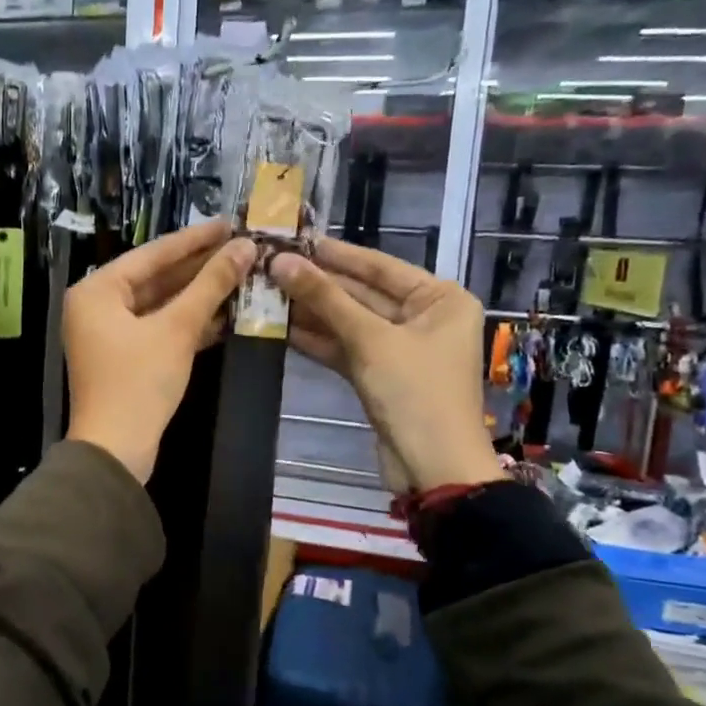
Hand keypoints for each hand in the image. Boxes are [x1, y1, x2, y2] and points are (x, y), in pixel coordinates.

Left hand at [64, 220, 254, 482]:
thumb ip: (210, 285)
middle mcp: (97, 305)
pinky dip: (188, 323)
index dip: (194, 239)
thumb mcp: (177, 329)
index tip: (230, 223)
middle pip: (156, 278)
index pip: (152, 254)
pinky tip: (225, 314)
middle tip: (241, 249)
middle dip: (199, 268)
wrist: (116, 451)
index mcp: (97, 290)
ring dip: (198, 296)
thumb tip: (245, 248)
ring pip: (160, 305)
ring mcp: (109, 333)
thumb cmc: (139, 382)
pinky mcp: (125, 358)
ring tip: (241, 277)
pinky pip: (158, 328)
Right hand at [270, 239, 501, 493]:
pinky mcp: (380, 374)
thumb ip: (325, 299)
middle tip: (270, 266)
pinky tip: (280, 327)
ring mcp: (400, 348)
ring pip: (350, 322)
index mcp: (440, 299)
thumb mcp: (370, 340)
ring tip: (266, 292)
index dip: (334, 253)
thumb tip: (280, 261)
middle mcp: (424, 317)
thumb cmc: (415, 392)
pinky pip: (346, 347)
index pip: (379, 266)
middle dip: (317, 284)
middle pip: (362, 293)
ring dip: (311, 312)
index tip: (294, 238)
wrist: (433, 467)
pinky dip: (318, 340)